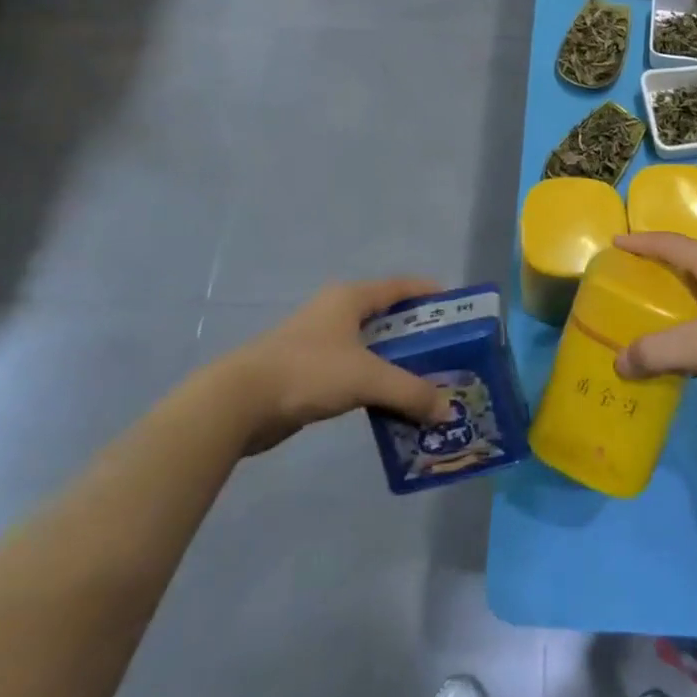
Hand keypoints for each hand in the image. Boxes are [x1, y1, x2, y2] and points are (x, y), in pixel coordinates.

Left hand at [228, 278, 450, 453]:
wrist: (240, 402)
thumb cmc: (309, 371)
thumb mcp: (367, 378)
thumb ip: (410, 391)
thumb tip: (446, 409)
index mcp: (350, 298)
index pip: (399, 286)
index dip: (428, 293)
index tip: (455, 308)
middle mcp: (336, 313)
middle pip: (386, 318)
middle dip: (417, 335)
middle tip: (447, 354)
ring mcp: (319, 342)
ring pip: (369, 348)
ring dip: (395, 363)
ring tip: (425, 383)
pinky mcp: (308, 372)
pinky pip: (353, 371)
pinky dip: (374, 383)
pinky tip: (390, 403)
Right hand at [613, 233, 696, 400]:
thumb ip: (659, 352)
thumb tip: (619, 362)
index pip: (671, 243)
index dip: (642, 242)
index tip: (616, 242)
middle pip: (689, 264)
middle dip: (659, 270)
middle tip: (630, 281)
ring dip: (681, 301)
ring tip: (655, 316)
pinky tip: (692, 350)